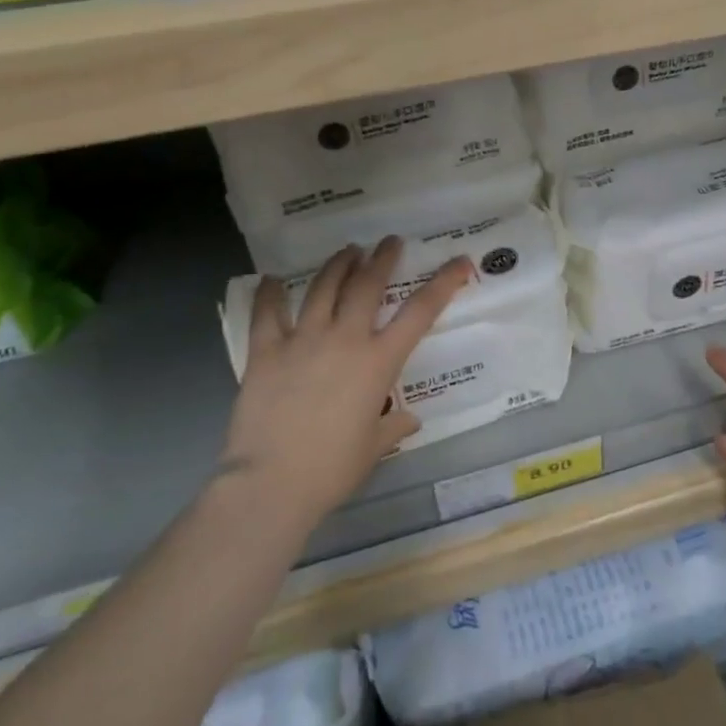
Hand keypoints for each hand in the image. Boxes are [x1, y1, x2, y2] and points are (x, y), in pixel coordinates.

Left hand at [222, 238, 470, 525]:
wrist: (272, 483)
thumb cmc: (332, 469)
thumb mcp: (372, 448)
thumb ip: (392, 427)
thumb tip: (407, 420)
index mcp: (378, 362)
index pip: (420, 313)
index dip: (444, 283)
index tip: (459, 261)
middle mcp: (345, 339)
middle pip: (367, 285)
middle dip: (382, 258)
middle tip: (389, 242)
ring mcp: (303, 340)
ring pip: (323, 288)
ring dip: (338, 264)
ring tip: (347, 250)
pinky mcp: (266, 351)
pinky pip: (268, 314)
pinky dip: (270, 294)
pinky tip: (271, 280)